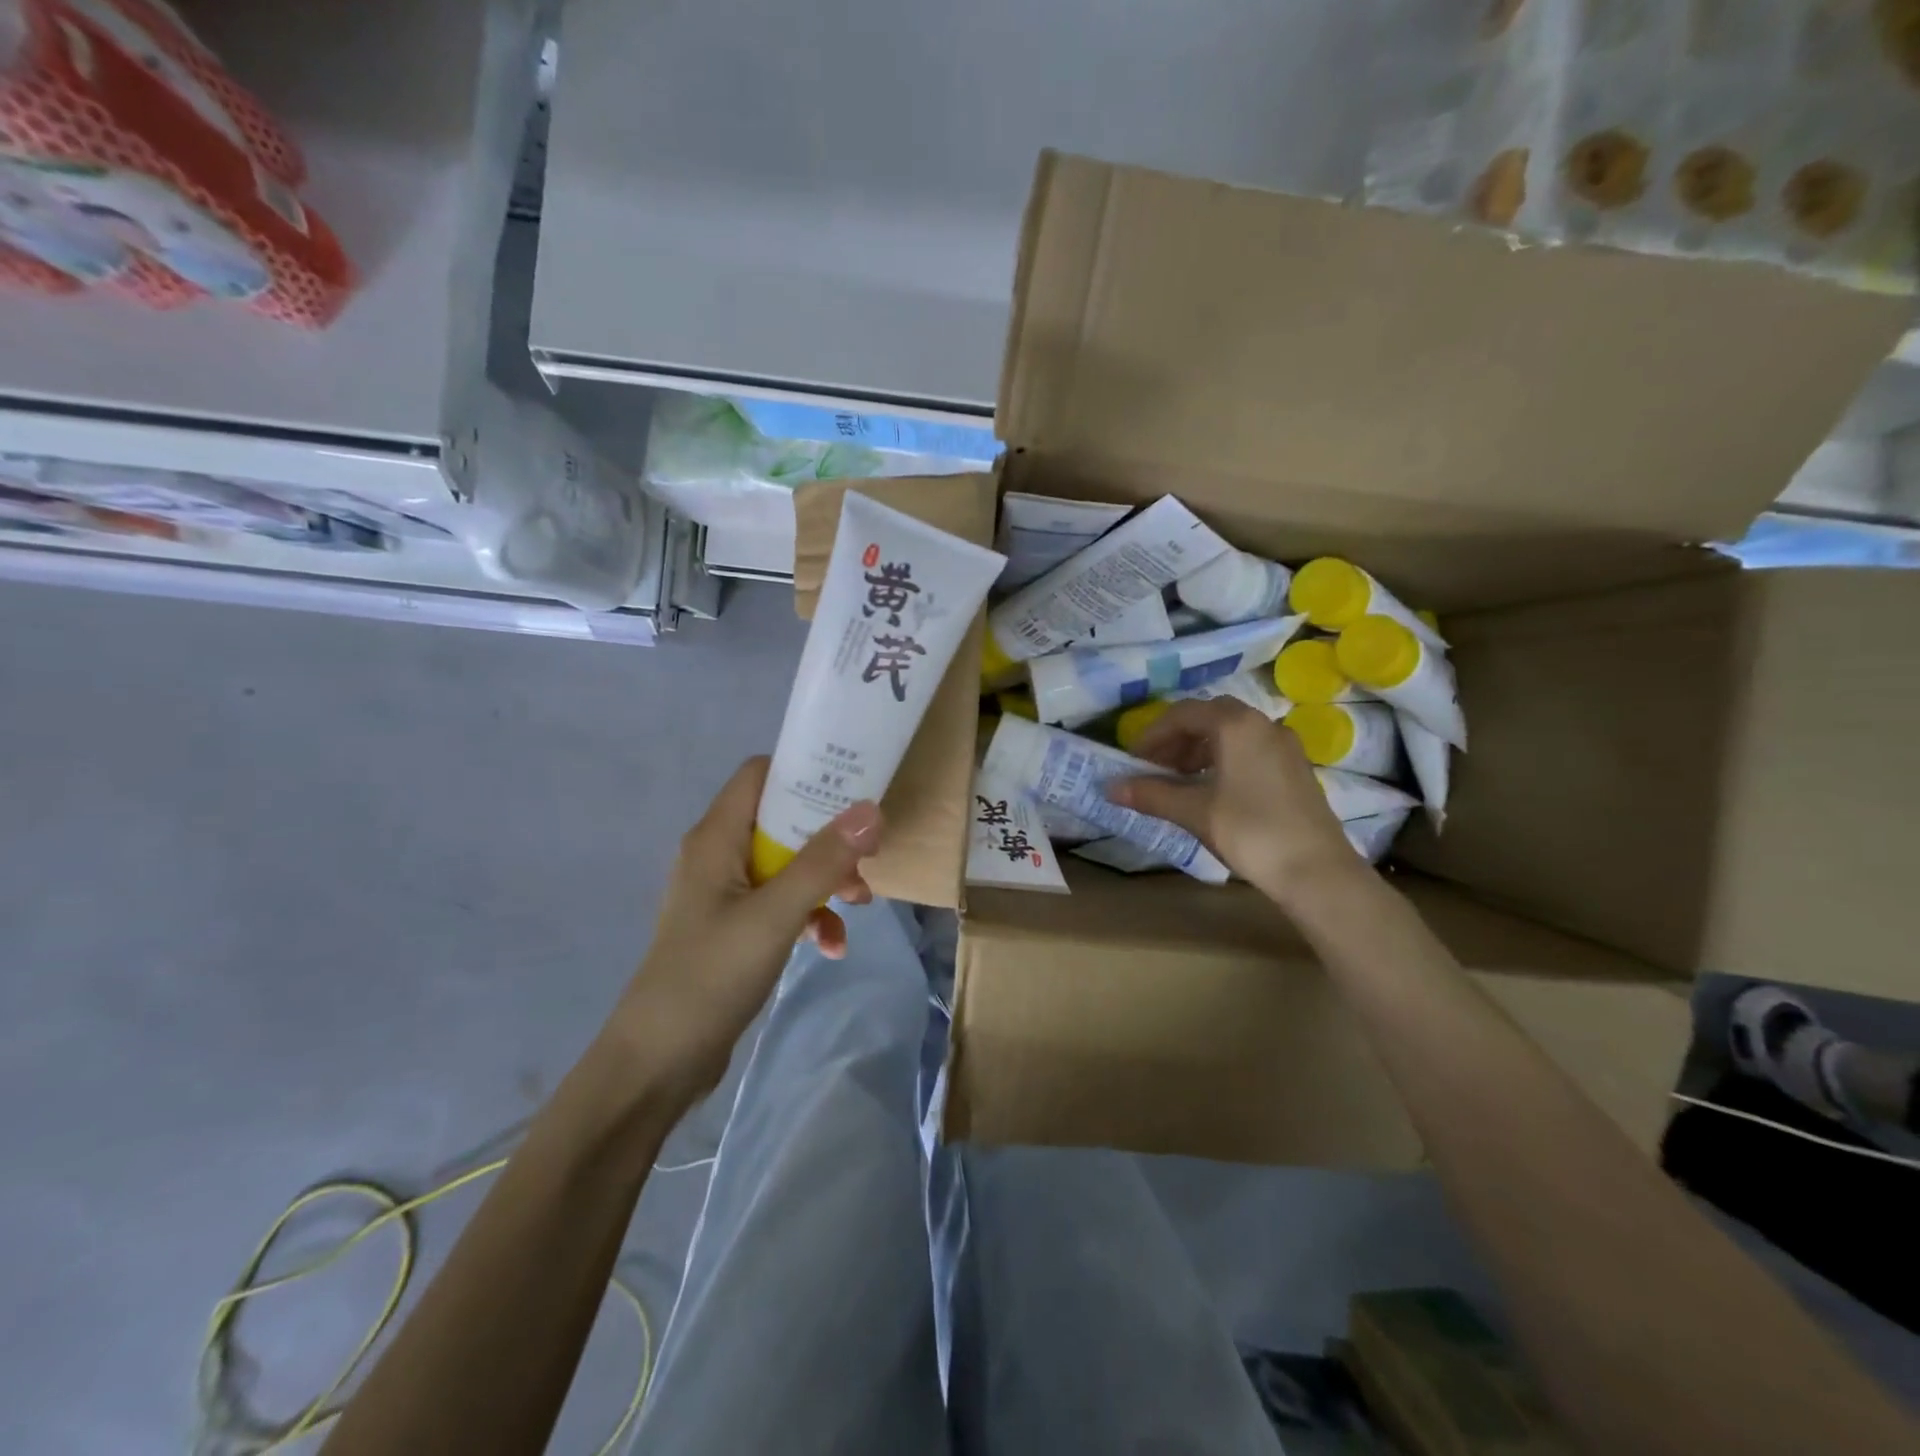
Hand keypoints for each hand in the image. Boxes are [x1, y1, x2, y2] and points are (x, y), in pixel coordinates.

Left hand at [608, 757, 880, 1102]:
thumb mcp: (774, 915)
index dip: (806, 771)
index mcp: (717, 838)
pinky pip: (781, 905)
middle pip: (783, 820)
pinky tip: (830, 947)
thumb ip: (823, 862)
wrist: (658, 1062)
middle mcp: (719, 856)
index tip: (853, 786)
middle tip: (868, 855)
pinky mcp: (734, 929)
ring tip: (859, 905)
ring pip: (788, 865)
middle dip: (829, 838)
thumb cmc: (710, 976)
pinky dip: (809, 917)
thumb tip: (871, 810)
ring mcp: (726, 895)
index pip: (761, 774)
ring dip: (825, 880)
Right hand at [1107, 698, 1364, 907]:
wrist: (1317, 871)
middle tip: (1155, 767)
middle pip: (1209, 717)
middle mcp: (1263, 724)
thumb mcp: (1194, 812)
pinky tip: (1213, 790)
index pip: (1183, 714)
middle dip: (1177, 739)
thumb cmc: (1250, 832)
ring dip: (1199, 749)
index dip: (1152, 735)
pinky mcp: (1295, 768)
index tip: (1133, 761)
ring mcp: (1284, 746)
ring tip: (1180, 780)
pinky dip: (1223, 759)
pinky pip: (1250, 749)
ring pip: (1231, 733)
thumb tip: (1111, 787)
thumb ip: (1151, 794)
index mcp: (1236, 725)